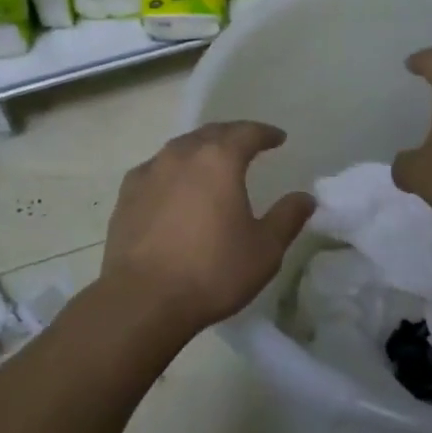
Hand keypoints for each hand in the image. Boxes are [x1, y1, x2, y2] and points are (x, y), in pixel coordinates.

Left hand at [100, 121, 314, 337]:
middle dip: (233, 135)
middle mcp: (182, 155)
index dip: (265, 133)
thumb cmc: (211, 271)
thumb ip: (287, 218)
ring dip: (201, 148)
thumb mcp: (265, 250)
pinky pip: (156, 169)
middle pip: (212, 133)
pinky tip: (174, 185)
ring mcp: (150, 172)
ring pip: (181, 147)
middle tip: (247, 143)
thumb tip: (305, 198)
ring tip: (212, 161)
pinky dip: (173, 169)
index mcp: (219, 160)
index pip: (247, 133)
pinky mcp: (126, 194)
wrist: (142, 300)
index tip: (278, 138)